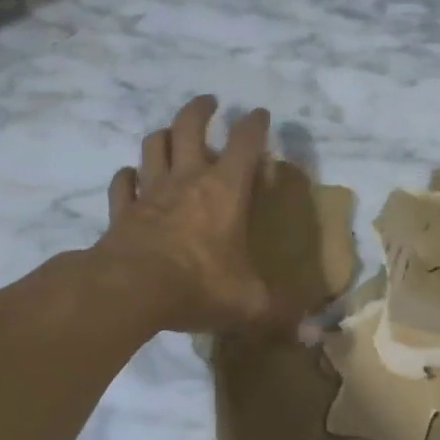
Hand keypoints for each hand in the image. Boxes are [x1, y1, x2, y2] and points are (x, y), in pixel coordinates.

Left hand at [98, 96, 299, 336]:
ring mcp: (150, 193)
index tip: (260, 114)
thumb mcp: (249, 303)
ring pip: (152, 146)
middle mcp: (187, 180)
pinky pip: (122, 184)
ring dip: (162, 134)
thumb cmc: (198, 285)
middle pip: (189, 126)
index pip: (244, 142)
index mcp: (225, 191)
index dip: (254, 124)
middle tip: (210, 102)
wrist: (131, 290)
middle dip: (201, 109)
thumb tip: (316, 336)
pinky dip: (127, 177)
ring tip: (170, 132)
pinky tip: (131, 178)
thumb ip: (281, 314)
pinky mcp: (122, 211)